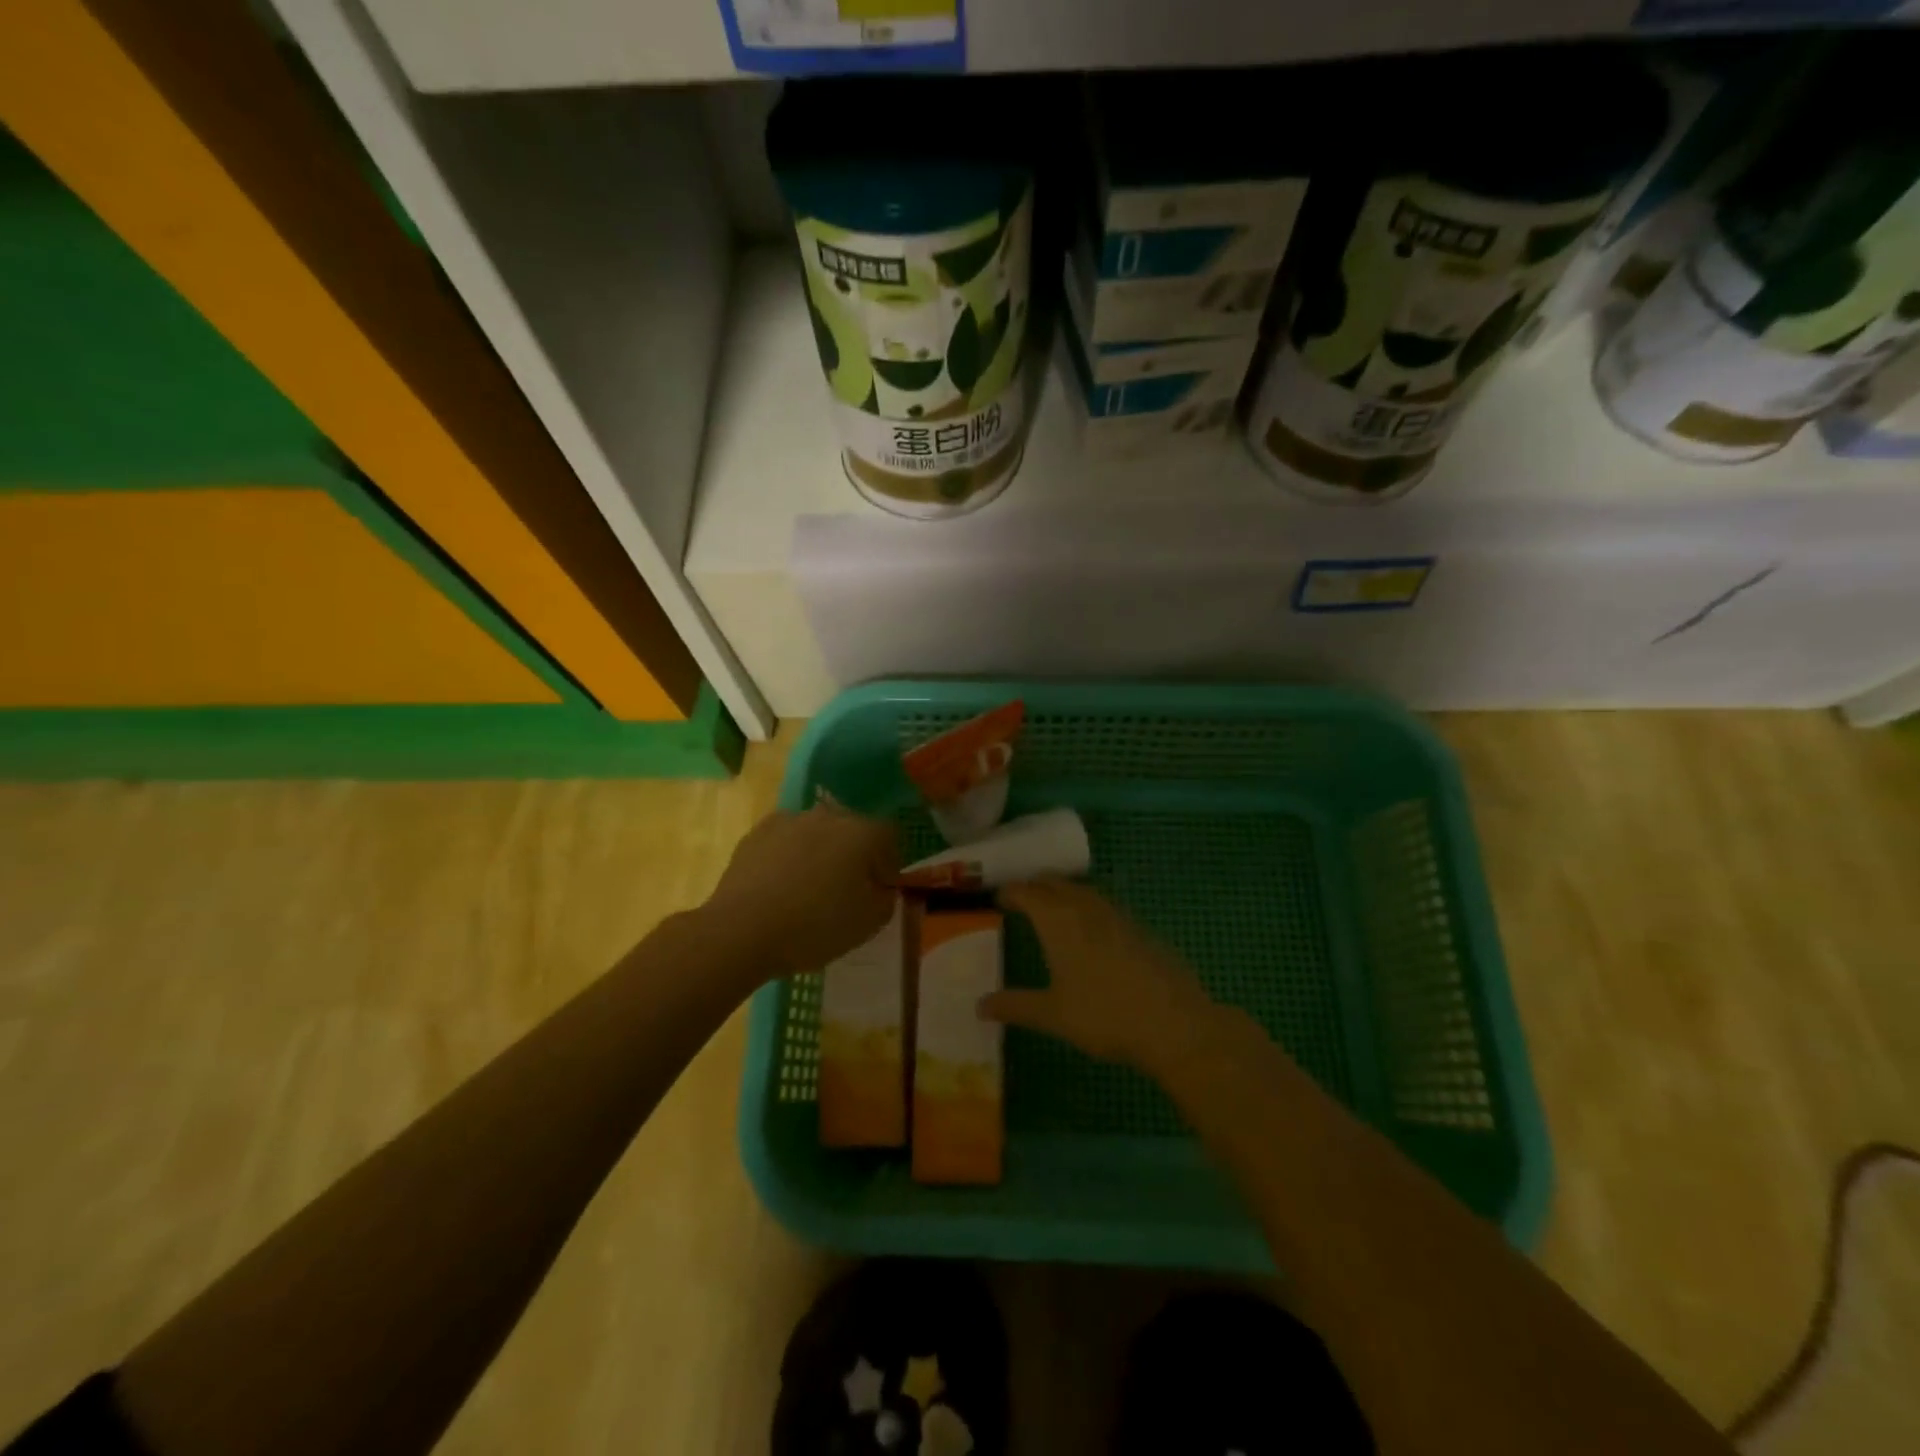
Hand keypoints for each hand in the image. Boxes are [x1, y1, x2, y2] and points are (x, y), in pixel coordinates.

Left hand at [703, 806, 897, 976]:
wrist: (741, 930)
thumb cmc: (814, 926)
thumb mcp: (868, 924)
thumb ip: (886, 900)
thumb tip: (882, 888)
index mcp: (861, 833)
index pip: (889, 836)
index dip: (889, 862)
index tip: (879, 888)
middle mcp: (828, 816)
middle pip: (852, 829)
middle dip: (854, 853)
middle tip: (847, 888)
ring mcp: (789, 820)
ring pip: (817, 832)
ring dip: (821, 852)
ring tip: (809, 887)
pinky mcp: (757, 832)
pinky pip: (786, 840)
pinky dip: (789, 855)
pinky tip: (780, 885)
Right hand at [983, 880, 1218, 1073]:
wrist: (1174, 1023)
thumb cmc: (1104, 1015)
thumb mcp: (1053, 1015)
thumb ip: (1015, 1006)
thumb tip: (980, 1005)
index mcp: (1059, 920)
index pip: (1027, 892)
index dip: (1010, 892)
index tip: (998, 899)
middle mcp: (1086, 908)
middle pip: (1055, 883)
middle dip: (1035, 886)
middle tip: (1020, 898)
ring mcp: (1117, 915)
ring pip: (1082, 890)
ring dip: (1062, 892)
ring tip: (1051, 908)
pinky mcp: (1139, 928)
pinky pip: (1103, 905)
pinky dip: (1087, 906)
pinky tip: (1090, 930)